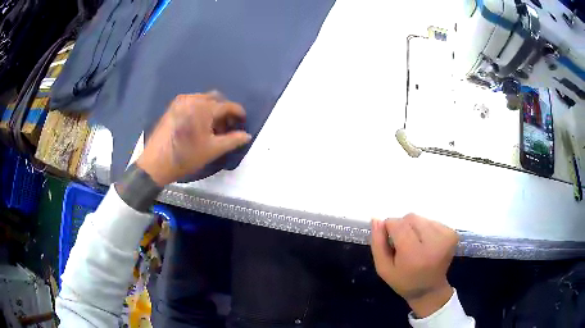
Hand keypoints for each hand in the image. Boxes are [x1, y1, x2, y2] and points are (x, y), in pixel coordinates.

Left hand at [137, 92, 251, 185]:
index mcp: (204, 107)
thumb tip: (247, 135)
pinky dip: (199, 110)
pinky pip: (192, 103)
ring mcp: (180, 102)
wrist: (156, 163)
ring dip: (212, 110)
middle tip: (227, 126)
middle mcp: (192, 99)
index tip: (243, 122)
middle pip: (215, 99)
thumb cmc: (186, 156)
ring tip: (212, 128)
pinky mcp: (172, 107)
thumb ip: (233, 140)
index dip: (238, 113)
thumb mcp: (212, 150)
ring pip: (203, 100)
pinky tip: (198, 125)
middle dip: (224, 110)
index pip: (227, 105)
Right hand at [370, 214, 457, 317]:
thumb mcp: (383, 268)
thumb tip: (376, 219)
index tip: (391, 241)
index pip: (398, 224)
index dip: (389, 228)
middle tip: (404, 245)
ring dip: (415, 228)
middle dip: (403, 228)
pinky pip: (432, 221)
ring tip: (416, 245)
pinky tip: (426, 244)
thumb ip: (378, 244)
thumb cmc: (403, 281)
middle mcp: (434, 243)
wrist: (429, 289)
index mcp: (414, 254)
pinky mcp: (452, 234)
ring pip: (421, 218)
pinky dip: (426, 229)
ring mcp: (446, 237)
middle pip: (410, 218)